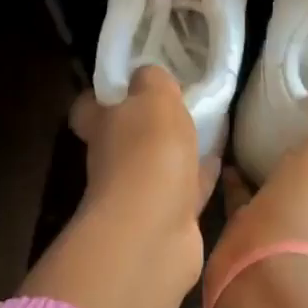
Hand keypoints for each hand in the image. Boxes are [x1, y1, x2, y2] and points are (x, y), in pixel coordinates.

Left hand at [68, 66, 219, 280]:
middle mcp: (112, 161)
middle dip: (147, 122)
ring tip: (207, 126)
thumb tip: (147, 75)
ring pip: (158, 164)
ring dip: (177, 150)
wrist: (153, 232)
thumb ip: (152, 80)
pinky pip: (186, 190)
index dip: (103, 94)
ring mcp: (138, 194)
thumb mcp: (153, 97)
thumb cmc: (147, 153)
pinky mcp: (167, 220)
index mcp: (100, 126)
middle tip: (179, 101)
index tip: (128, 81)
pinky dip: (200, 176)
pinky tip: (219, 161)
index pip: (88, 107)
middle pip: (124, 136)